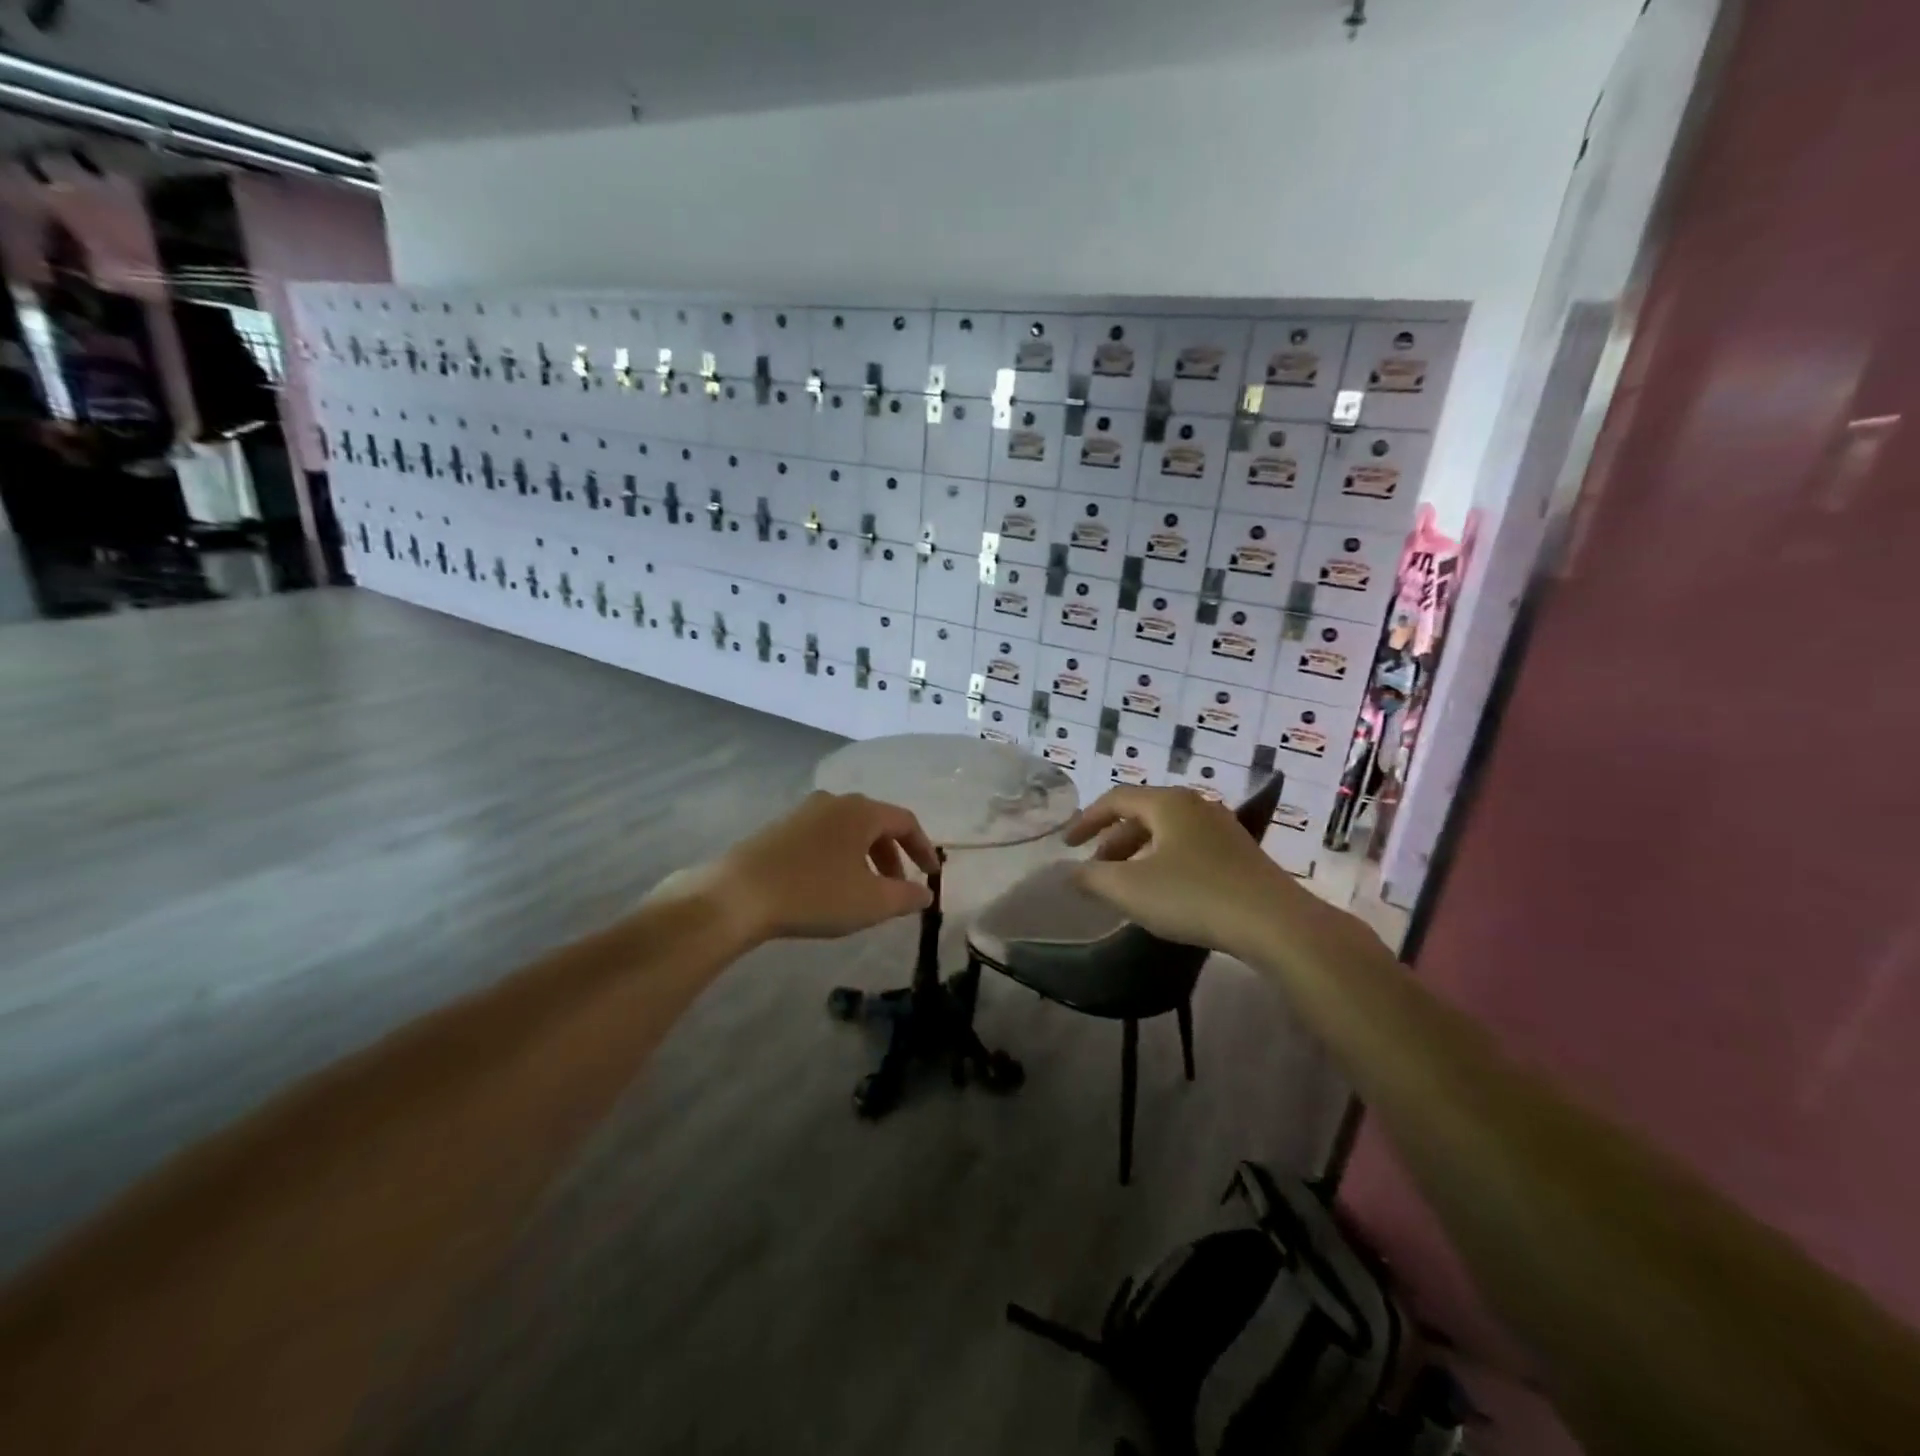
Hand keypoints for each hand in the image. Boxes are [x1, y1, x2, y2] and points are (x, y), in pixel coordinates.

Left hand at [684, 791, 939, 945]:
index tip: (931, 874)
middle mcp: (834, 801)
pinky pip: (823, 837)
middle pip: (876, 823)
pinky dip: (839, 856)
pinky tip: (830, 885)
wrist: (738, 895)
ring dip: (865, 857)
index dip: (923, 848)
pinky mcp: (779, 828)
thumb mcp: (871, 902)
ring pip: (848, 830)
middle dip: (893, 855)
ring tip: (865, 890)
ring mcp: (803, 812)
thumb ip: (906, 896)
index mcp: (861, 811)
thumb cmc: (815, 894)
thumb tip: (926, 893)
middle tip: (898, 887)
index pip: (905, 821)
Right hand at [1064, 785, 1293, 957]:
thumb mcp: (1129, 889)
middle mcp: (1195, 805)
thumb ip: (1091, 878)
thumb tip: (1069, 872)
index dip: (1086, 820)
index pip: (1115, 799)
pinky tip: (1164, 893)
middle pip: (1142, 814)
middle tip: (1096, 869)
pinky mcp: (1239, 853)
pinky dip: (1164, 862)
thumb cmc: (1193, 896)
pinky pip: (1188, 847)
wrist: (1275, 923)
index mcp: (1167, 802)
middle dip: (1113, 841)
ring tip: (1126, 885)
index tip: (1068, 844)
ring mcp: (1222, 827)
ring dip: (1138, 854)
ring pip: (1166, 832)